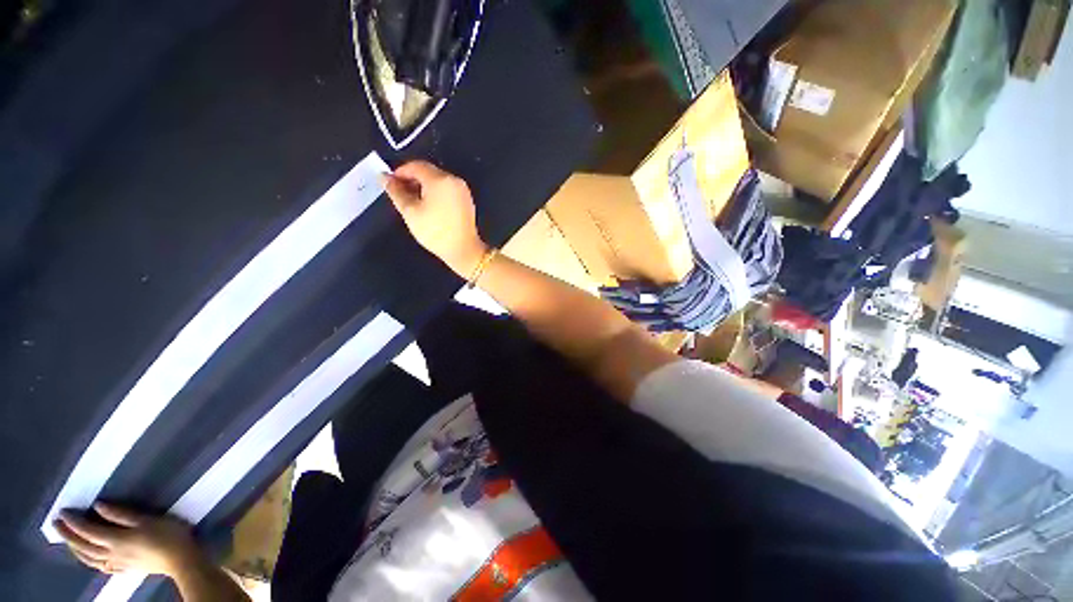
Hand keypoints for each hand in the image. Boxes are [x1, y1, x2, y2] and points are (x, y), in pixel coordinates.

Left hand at [55, 503, 199, 576]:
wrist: (181, 559)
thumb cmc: (167, 535)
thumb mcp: (147, 520)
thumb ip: (122, 514)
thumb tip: (98, 505)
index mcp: (115, 539)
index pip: (88, 530)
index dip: (74, 521)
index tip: (62, 511)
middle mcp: (110, 553)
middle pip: (84, 546)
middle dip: (68, 535)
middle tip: (56, 523)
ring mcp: (116, 563)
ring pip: (89, 559)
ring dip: (75, 549)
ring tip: (67, 540)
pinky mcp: (123, 569)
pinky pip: (100, 566)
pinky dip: (89, 561)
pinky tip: (89, 559)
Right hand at [384, 161, 488, 276]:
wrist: (463, 250)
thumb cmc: (435, 231)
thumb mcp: (410, 212)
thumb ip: (396, 192)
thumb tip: (383, 177)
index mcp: (440, 179)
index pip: (416, 165)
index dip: (400, 172)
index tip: (390, 184)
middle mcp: (454, 180)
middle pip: (428, 171)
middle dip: (411, 179)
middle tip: (399, 193)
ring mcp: (462, 190)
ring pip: (438, 180)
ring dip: (423, 186)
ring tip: (412, 201)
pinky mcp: (466, 200)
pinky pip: (447, 189)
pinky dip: (435, 193)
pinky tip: (428, 206)